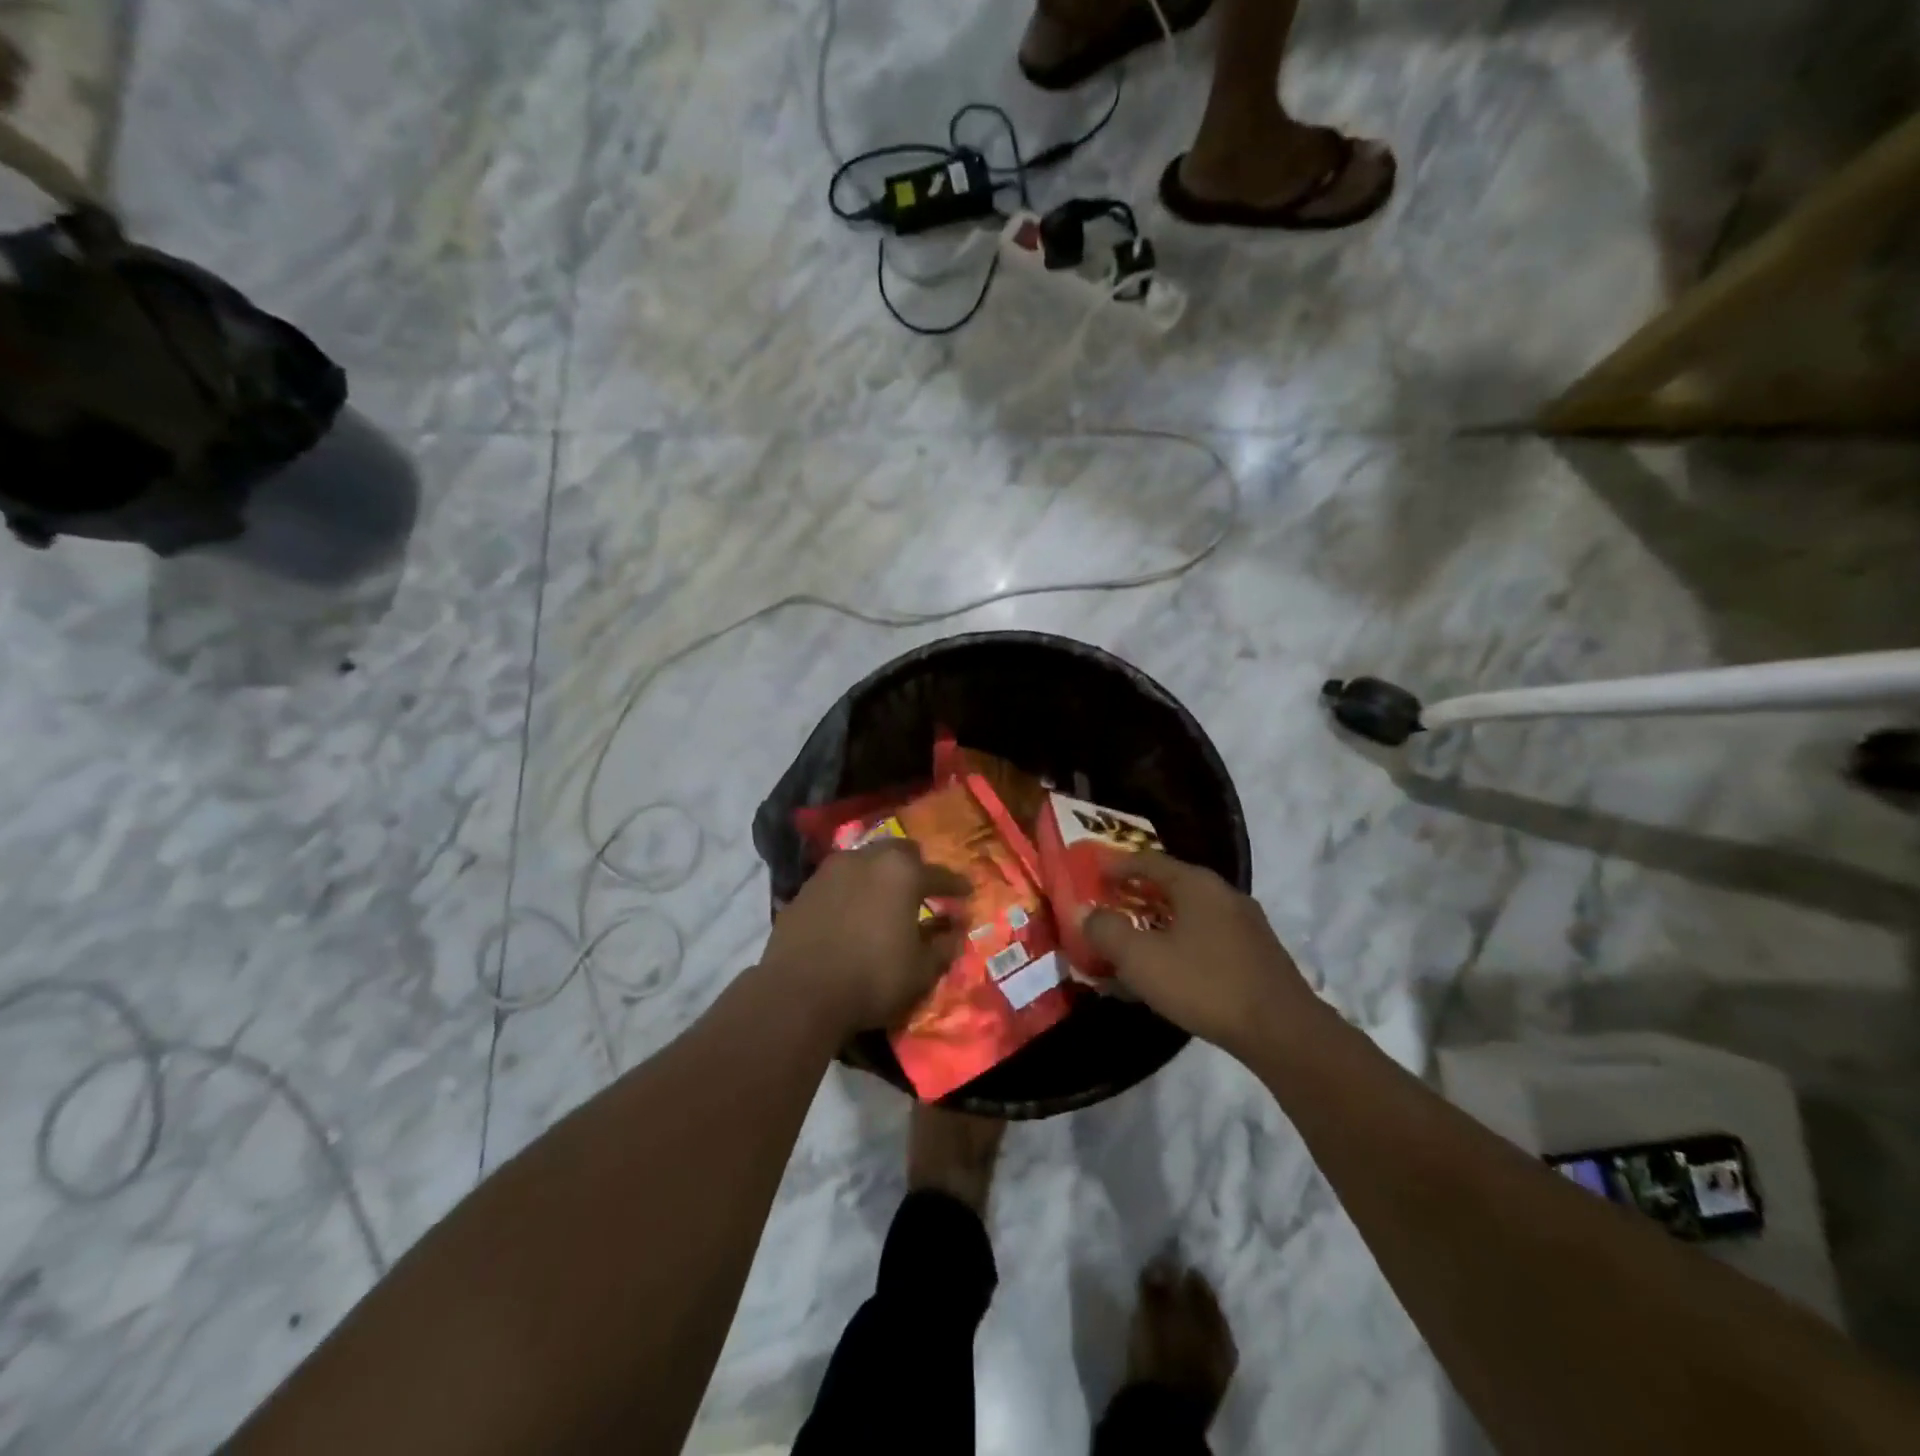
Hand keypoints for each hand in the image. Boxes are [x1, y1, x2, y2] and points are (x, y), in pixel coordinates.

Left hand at [763, 839, 970, 1037]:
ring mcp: (829, 871)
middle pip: (898, 852)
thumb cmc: (871, 978)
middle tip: (923, 889)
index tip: (966, 892)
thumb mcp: (921, 970)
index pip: (939, 874)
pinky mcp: (804, 890)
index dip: (956, 885)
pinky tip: (852, 914)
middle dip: (914, 867)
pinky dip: (851, 892)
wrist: (798, 994)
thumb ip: (943, 945)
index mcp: (901, 872)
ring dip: (879, 876)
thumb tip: (956, 930)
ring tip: (885, 899)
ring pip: (864, 861)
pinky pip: (837, 883)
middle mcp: (866, 859)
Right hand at [1083, 851, 1313, 1058]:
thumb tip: (1086, 913)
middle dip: (1135, 896)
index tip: (1092, 874)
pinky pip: (1206, 939)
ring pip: (1189, 915)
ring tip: (1133, 943)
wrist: (1282, 1032)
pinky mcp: (1256, 955)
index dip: (1116, 866)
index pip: (1147, 861)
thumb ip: (1106, 931)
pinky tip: (1169, 972)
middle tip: (1108, 908)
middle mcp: (1223, 894)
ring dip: (1156, 924)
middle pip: (1170, 886)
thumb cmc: (1204, 984)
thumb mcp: (1141, 959)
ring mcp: (1245, 925)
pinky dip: (1179, 945)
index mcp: (1196, 884)